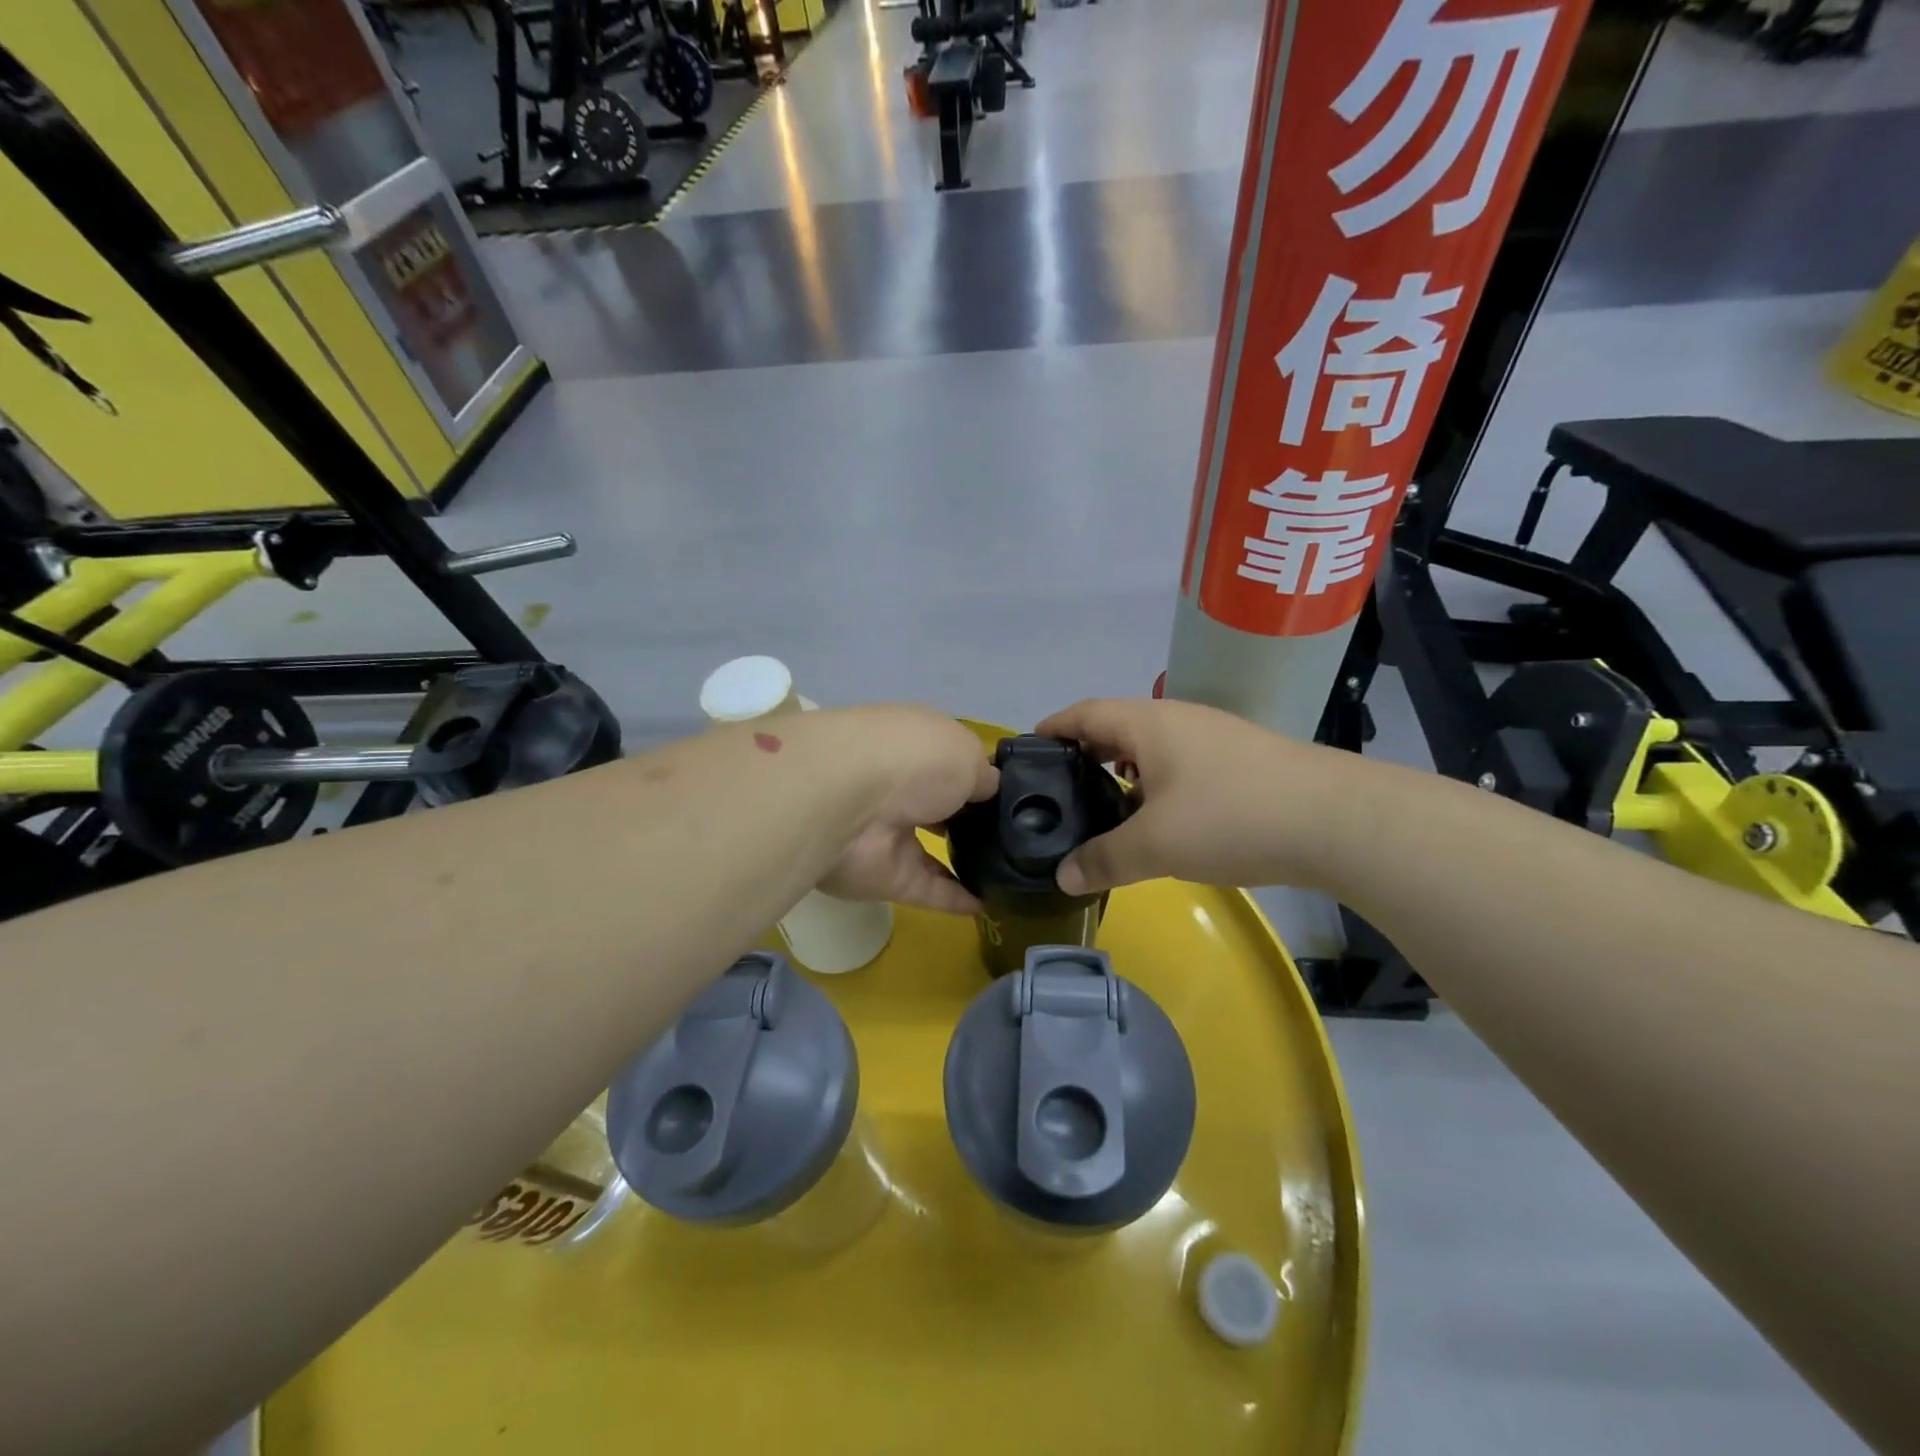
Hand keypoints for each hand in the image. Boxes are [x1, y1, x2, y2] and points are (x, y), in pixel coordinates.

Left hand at [815, 706, 997, 914]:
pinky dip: (957, 899)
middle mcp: (900, 785)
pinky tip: (990, 905)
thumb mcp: (966, 754)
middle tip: (1019, 841)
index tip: (1015, 799)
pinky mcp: (886, 877)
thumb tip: (991, 791)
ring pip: (931, 850)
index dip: (979, 778)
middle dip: (971, 820)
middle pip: (940, 806)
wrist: (848, 802)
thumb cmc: (914, 760)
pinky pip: (928, 889)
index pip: (950, 761)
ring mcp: (890, 833)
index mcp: (916, 744)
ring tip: (1010, 874)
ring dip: (964, 861)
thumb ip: (984, 777)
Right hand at [1036, 697, 1359, 894]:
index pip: (1084, 713)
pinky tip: (1159, 816)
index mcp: (1148, 723)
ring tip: (1103, 805)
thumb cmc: (1231, 817)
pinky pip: (1179, 763)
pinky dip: (1154, 782)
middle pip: (1116, 726)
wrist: (1335, 820)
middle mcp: (1178, 719)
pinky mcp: (1240, 760)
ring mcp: (1214, 737)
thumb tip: (1062, 877)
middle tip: (1059, 787)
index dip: (1053, 728)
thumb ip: (1104, 859)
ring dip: (1122, 770)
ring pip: (1151, 746)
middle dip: (1084, 752)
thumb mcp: (1157, 845)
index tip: (1027, 750)